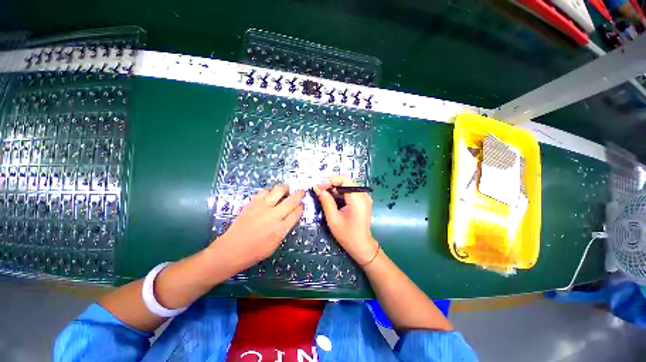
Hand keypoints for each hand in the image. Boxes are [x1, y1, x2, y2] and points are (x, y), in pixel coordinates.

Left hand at [211, 185, 304, 272]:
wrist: (231, 250)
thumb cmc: (255, 251)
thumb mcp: (275, 244)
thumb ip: (284, 228)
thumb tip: (291, 216)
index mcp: (281, 229)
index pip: (297, 212)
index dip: (301, 207)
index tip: (301, 205)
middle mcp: (273, 215)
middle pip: (292, 199)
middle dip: (300, 193)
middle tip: (301, 192)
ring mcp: (262, 207)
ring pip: (278, 189)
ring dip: (284, 190)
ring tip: (283, 193)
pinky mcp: (252, 203)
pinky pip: (264, 191)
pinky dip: (269, 192)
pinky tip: (269, 197)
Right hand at [313, 175, 378, 264]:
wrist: (361, 246)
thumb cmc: (347, 235)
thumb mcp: (333, 218)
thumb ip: (326, 201)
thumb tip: (317, 188)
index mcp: (358, 198)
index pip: (344, 179)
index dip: (330, 180)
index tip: (318, 187)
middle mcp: (363, 195)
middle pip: (345, 181)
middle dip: (331, 184)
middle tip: (319, 191)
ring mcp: (363, 197)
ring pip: (346, 186)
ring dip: (334, 189)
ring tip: (323, 195)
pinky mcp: (362, 200)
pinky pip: (349, 192)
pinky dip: (339, 194)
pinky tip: (331, 199)